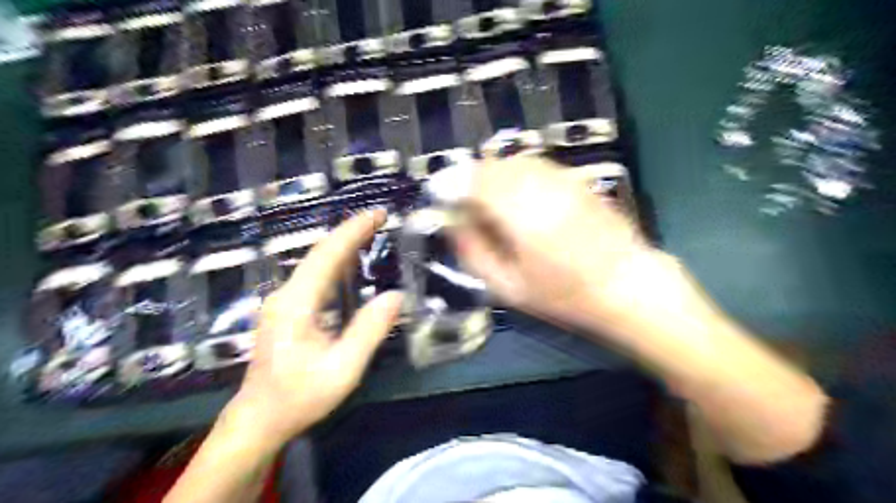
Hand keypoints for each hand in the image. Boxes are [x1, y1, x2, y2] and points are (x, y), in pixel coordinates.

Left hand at [226, 211, 404, 446]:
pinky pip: (314, 278)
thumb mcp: (343, 369)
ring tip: (372, 234)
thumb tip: (396, 295)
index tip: (377, 214)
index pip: (327, 255)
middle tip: (380, 219)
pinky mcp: (286, 310)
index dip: (353, 231)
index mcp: (296, 303)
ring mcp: (283, 301)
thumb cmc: (299, 397)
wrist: (258, 419)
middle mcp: (286, 294)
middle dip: (350, 233)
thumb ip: (369, 330)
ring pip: (315, 264)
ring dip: (344, 246)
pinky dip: (336, 264)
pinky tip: (352, 266)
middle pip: (320, 253)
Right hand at [453, 155, 655, 330]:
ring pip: (511, 161)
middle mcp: (540, 187)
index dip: (450, 184)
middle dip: (468, 179)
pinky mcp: (574, 178)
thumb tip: (452, 222)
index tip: (439, 197)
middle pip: (490, 166)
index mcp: (521, 215)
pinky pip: (533, 165)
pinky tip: (516, 196)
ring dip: (491, 175)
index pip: (473, 182)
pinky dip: (514, 175)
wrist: (627, 284)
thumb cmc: (564, 295)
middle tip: (462, 203)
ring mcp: (561, 178)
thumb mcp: (508, 287)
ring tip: (487, 201)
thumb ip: (474, 252)